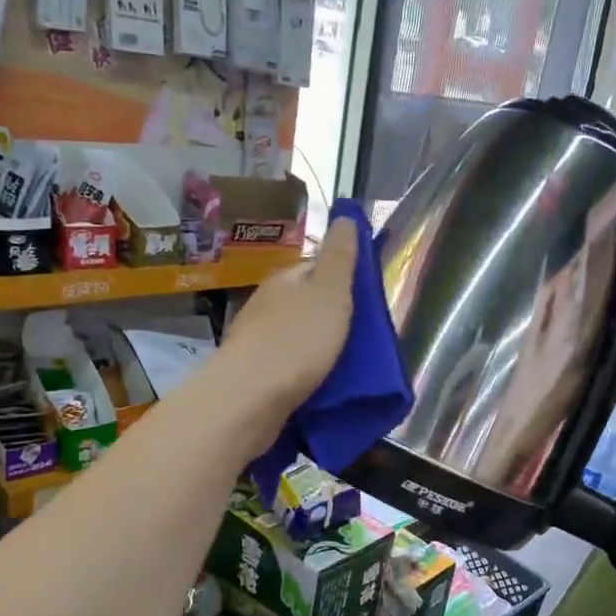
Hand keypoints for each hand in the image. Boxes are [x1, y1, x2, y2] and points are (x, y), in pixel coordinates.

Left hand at [212, 214, 359, 433]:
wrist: (249, 400)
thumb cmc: (296, 341)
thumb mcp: (329, 293)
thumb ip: (340, 258)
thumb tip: (345, 216)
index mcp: (285, 281)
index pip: (317, 269)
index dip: (343, 281)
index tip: (366, 304)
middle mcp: (266, 306)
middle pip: (306, 305)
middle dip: (332, 319)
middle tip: (363, 341)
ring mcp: (256, 343)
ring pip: (297, 338)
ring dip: (319, 349)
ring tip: (347, 367)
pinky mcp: (254, 377)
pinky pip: (288, 368)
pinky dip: (306, 374)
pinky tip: (320, 387)